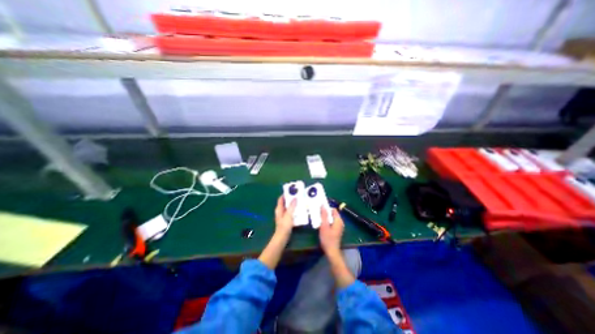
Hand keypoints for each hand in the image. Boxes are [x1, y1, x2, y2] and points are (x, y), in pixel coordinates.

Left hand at [261, 197, 296, 270]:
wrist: (282, 237)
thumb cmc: (284, 226)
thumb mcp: (289, 215)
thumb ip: (292, 206)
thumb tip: (295, 198)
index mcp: (279, 208)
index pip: (281, 198)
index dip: (285, 194)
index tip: (292, 190)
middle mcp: (280, 211)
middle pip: (285, 202)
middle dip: (291, 198)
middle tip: (298, 195)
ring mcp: (283, 216)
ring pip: (288, 207)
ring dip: (293, 204)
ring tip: (300, 201)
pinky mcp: (286, 220)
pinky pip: (290, 212)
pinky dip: (294, 210)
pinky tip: (300, 210)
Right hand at [319, 208, 354, 288]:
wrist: (332, 252)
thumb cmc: (327, 238)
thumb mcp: (324, 226)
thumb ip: (324, 215)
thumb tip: (323, 205)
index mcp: (338, 220)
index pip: (333, 209)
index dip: (326, 208)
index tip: (319, 210)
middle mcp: (340, 222)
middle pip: (332, 213)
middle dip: (325, 213)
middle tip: (317, 214)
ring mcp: (339, 226)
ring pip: (331, 218)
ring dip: (325, 218)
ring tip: (318, 219)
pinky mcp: (337, 230)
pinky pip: (332, 222)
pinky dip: (327, 222)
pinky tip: (321, 225)